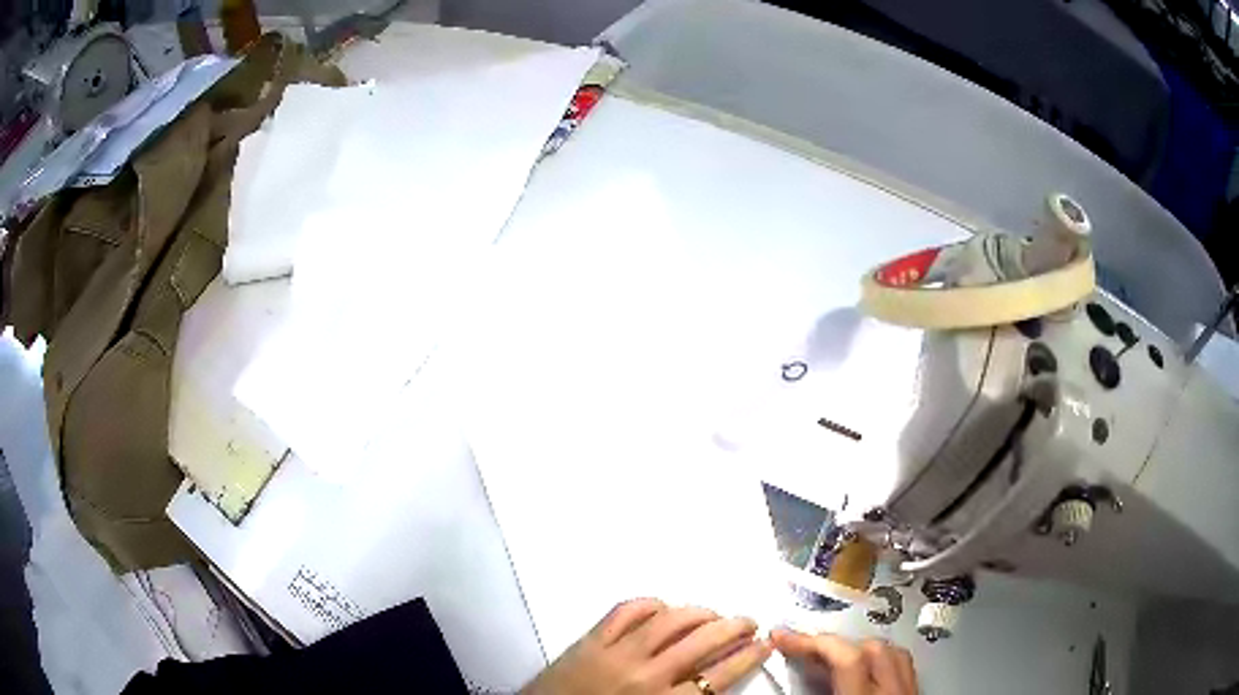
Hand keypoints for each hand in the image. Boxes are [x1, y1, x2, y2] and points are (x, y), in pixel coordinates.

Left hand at [521, 599, 772, 694]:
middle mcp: (646, 675)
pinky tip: (663, 606)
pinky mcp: (589, 640)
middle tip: (749, 621)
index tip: (765, 643)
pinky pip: (625, 611)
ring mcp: (615, 653)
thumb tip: (716, 683)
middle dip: (734, 627)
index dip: (749, 656)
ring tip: (714, 613)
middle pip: (702, 642)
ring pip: (669, 621)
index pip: (720, 675)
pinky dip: (649, 604)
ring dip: (699, 612)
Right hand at [771, 629, 916, 694]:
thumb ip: (812, 693)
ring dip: (861, 648)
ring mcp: (910, 692)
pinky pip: (905, 666)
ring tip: (835, 657)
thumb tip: (784, 686)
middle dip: (834, 644)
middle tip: (805, 651)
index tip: (783, 636)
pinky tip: (867, 671)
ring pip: (893, 652)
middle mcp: (894, 692)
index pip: (845, 657)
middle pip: (870, 647)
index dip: (811, 642)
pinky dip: (884, 661)